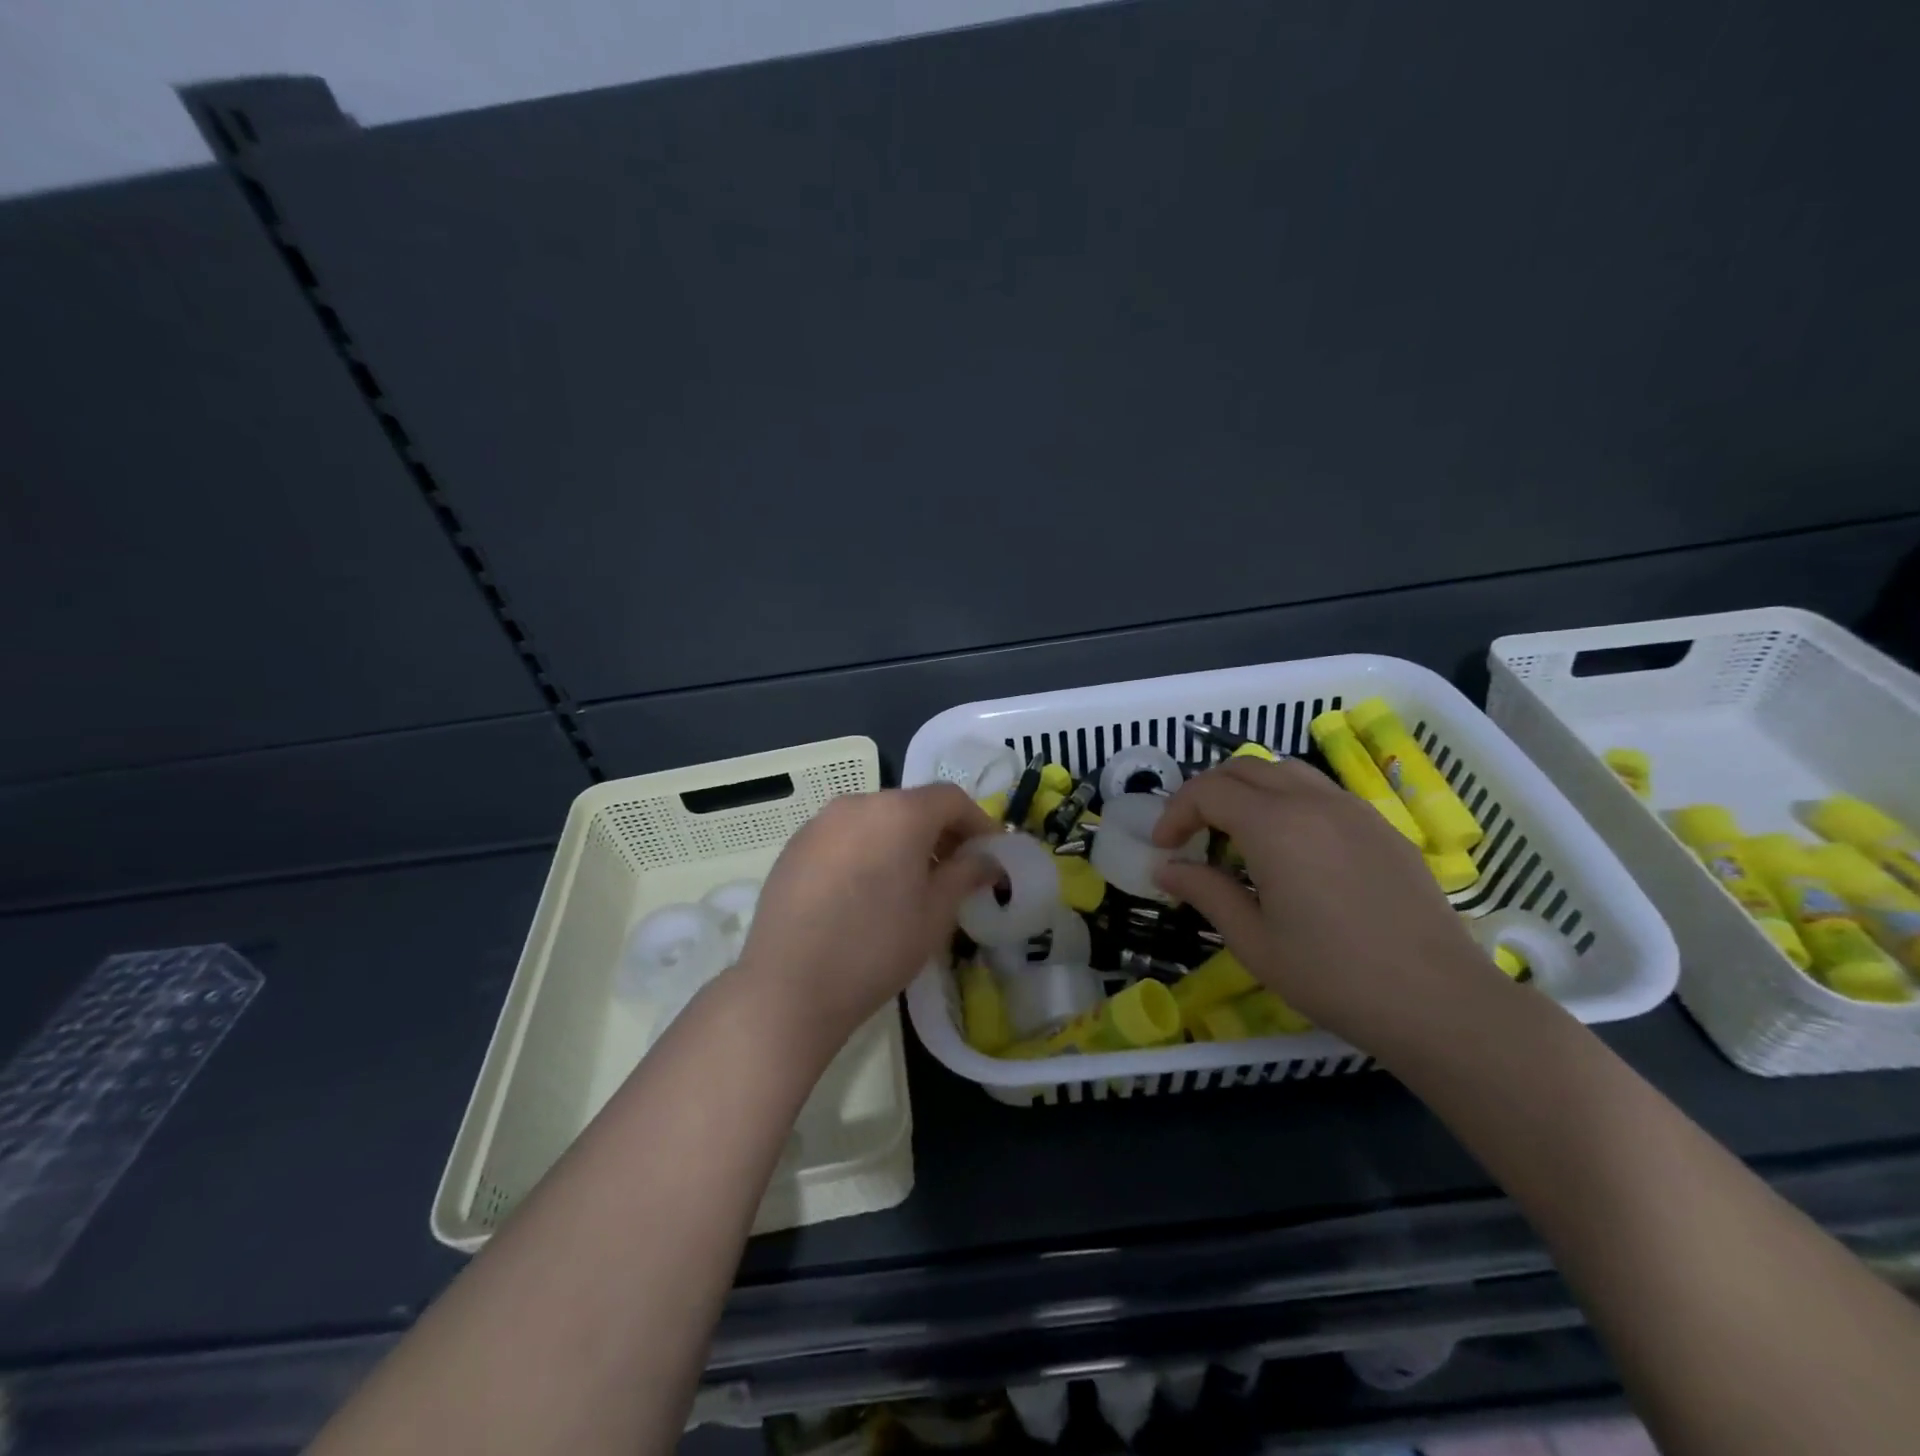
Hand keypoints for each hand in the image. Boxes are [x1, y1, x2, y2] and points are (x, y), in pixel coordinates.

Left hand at [734, 785, 997, 1054]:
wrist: (789, 986)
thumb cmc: (876, 947)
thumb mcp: (935, 914)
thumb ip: (966, 875)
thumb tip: (987, 860)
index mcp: (899, 812)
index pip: (951, 799)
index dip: (978, 822)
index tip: (990, 854)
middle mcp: (858, 804)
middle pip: (911, 805)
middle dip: (939, 832)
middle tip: (955, 871)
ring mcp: (820, 823)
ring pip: (875, 820)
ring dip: (901, 841)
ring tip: (909, 883)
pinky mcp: (794, 846)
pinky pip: (843, 837)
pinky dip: (866, 851)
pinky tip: (864, 892)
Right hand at [1150, 757, 1512, 1060]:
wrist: (1439, 1002)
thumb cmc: (1334, 976)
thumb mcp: (1253, 941)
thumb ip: (1205, 892)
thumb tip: (1166, 868)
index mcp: (1275, 826)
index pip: (1208, 791)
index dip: (1175, 813)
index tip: (1164, 848)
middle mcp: (1313, 802)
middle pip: (1243, 768)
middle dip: (1206, 794)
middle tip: (1192, 836)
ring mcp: (1353, 809)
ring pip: (1284, 770)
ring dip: (1248, 790)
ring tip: (1237, 833)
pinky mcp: (1381, 827)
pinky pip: (1321, 792)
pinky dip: (1287, 801)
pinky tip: (1292, 848)